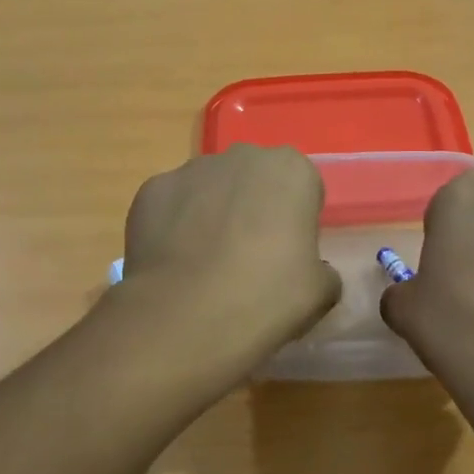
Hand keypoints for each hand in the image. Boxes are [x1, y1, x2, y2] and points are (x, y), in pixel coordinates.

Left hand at [121, 145, 341, 356]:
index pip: (302, 188)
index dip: (297, 221)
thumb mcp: (321, 292)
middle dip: (253, 208)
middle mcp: (241, 156)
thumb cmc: (266, 297)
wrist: (185, 318)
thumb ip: (322, 270)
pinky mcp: (151, 190)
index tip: (289, 255)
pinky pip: (172, 206)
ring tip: (206, 266)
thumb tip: (311, 272)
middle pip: (254, 180)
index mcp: (291, 170)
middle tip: (250, 259)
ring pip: (210, 189)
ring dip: (212, 215)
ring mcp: (190, 170)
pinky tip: (175, 265)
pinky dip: (174, 227)